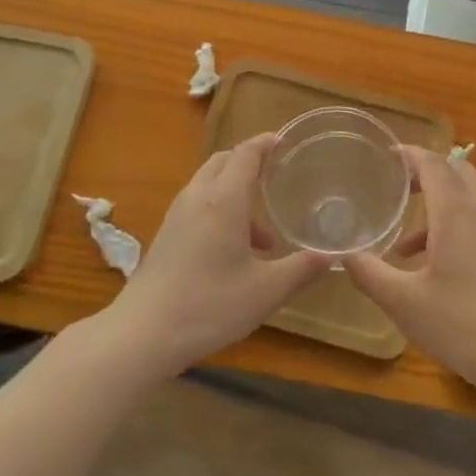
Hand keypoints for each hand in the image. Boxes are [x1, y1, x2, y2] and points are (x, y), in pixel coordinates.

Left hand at [105, 134, 333, 374]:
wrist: (142, 334)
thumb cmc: (209, 305)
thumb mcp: (266, 291)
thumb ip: (303, 270)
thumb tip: (334, 255)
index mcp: (224, 200)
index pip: (246, 154)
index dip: (266, 143)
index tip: (286, 141)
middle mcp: (198, 198)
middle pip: (223, 161)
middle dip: (250, 163)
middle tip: (277, 177)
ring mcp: (177, 216)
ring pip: (209, 185)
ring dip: (236, 194)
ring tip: (264, 237)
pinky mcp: (166, 235)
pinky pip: (198, 205)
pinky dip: (220, 211)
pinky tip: (234, 253)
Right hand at [345, 146, 475, 392]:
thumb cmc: (460, 322)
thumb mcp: (403, 301)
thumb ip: (370, 274)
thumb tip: (343, 255)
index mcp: (456, 214)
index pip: (434, 164)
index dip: (409, 155)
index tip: (384, 156)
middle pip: (456, 173)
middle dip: (425, 174)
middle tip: (395, 187)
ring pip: (466, 201)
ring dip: (435, 208)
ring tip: (401, 245)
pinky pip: (474, 224)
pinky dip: (448, 229)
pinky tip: (427, 269)